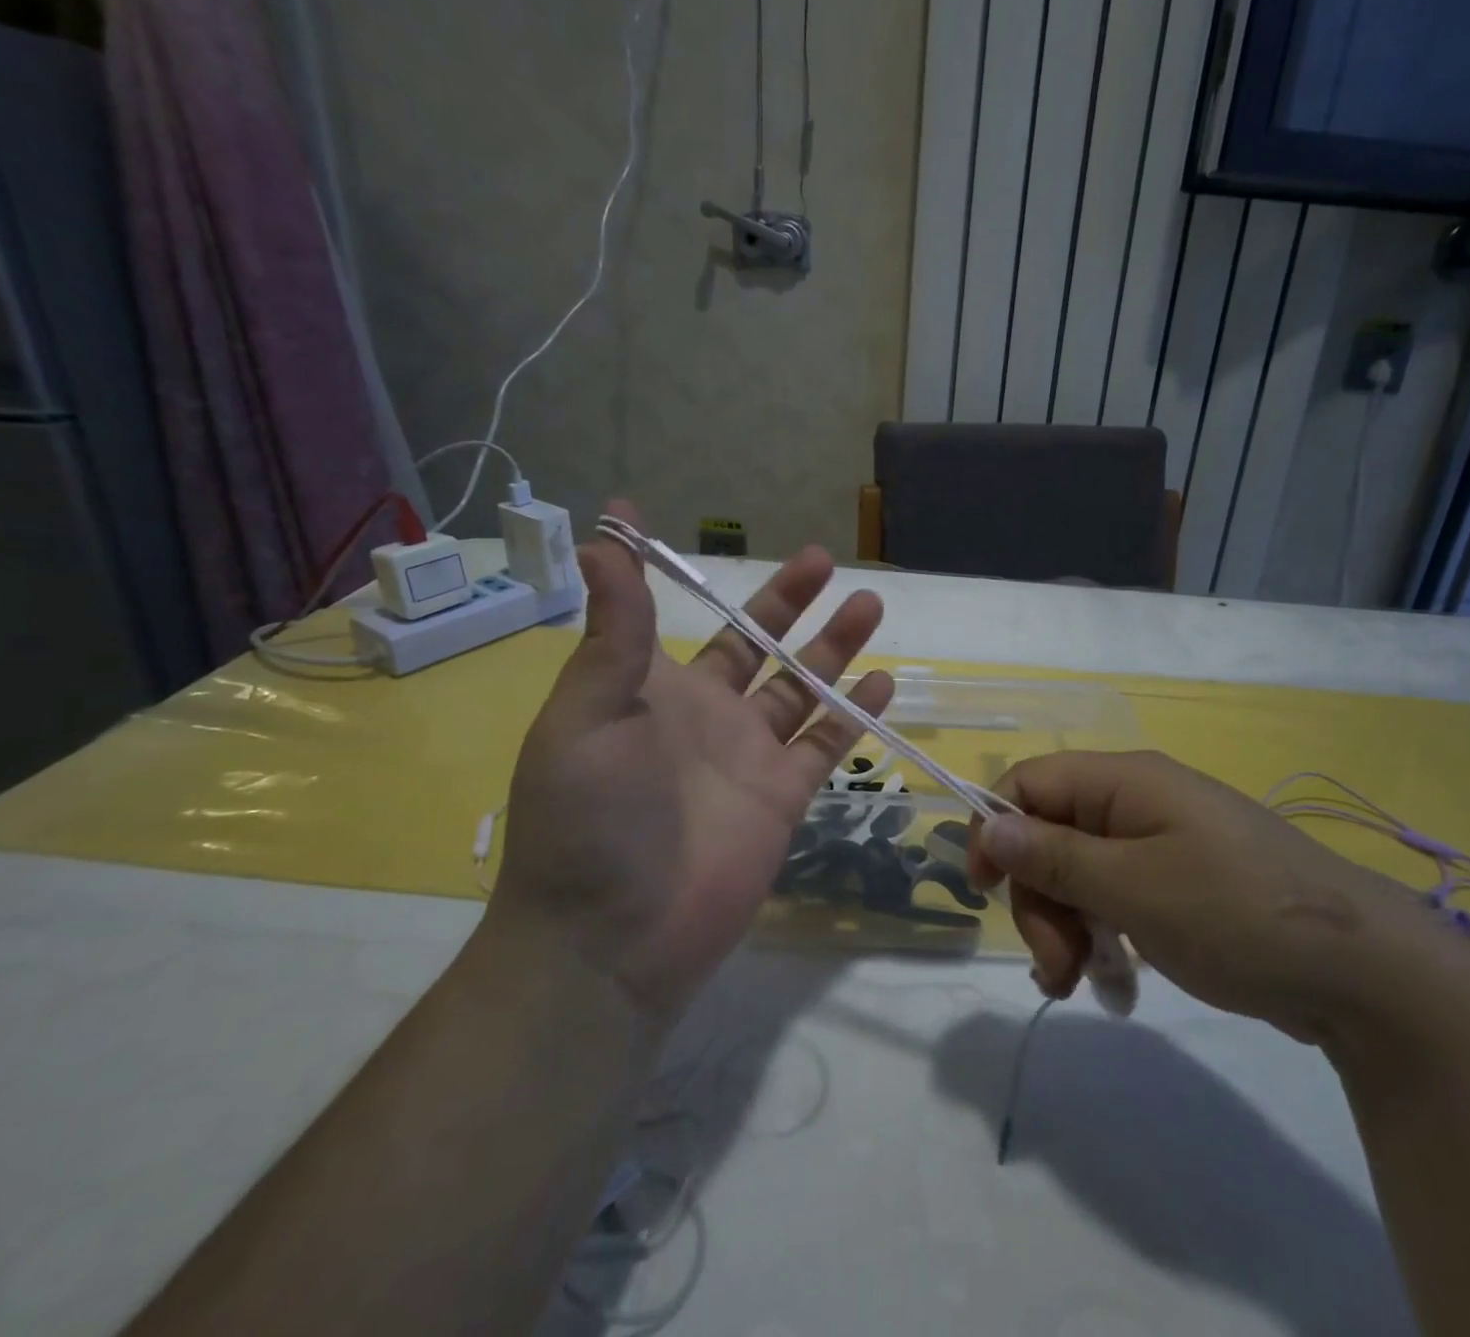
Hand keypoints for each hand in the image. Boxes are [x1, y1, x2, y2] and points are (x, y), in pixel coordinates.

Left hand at [490, 502, 892, 1018]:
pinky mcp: (783, 798)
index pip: (674, 617)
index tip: (688, 529)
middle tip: (824, 560)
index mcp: (652, 689)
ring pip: (802, 688)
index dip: (686, 577)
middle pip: (758, 644)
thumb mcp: (587, 711)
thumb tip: (603, 533)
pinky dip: (854, 715)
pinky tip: (882, 682)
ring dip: (834, 648)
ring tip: (868, 604)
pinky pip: (826, 746)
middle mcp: (705, 714)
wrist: (612, 939)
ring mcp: (748, 756)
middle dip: (789, 603)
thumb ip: (614, 627)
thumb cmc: (589, 817)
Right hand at [967, 751, 1469, 1045]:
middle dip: (1038, 897)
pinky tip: (1110, 980)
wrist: (1367, 974)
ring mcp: (1160, 843)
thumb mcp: (1133, 886)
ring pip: (1078, 872)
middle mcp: (1136, 802)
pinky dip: (1101, 934)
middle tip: (1053, 963)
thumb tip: (987, 824)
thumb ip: (1054, 855)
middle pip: (1050, 834)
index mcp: (1123, 782)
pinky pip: (1115, 896)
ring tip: (1077, 982)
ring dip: (1065, 924)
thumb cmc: (1237, 913)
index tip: (985, 891)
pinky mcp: (1179, 884)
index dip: (995, 828)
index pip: (1028, 782)